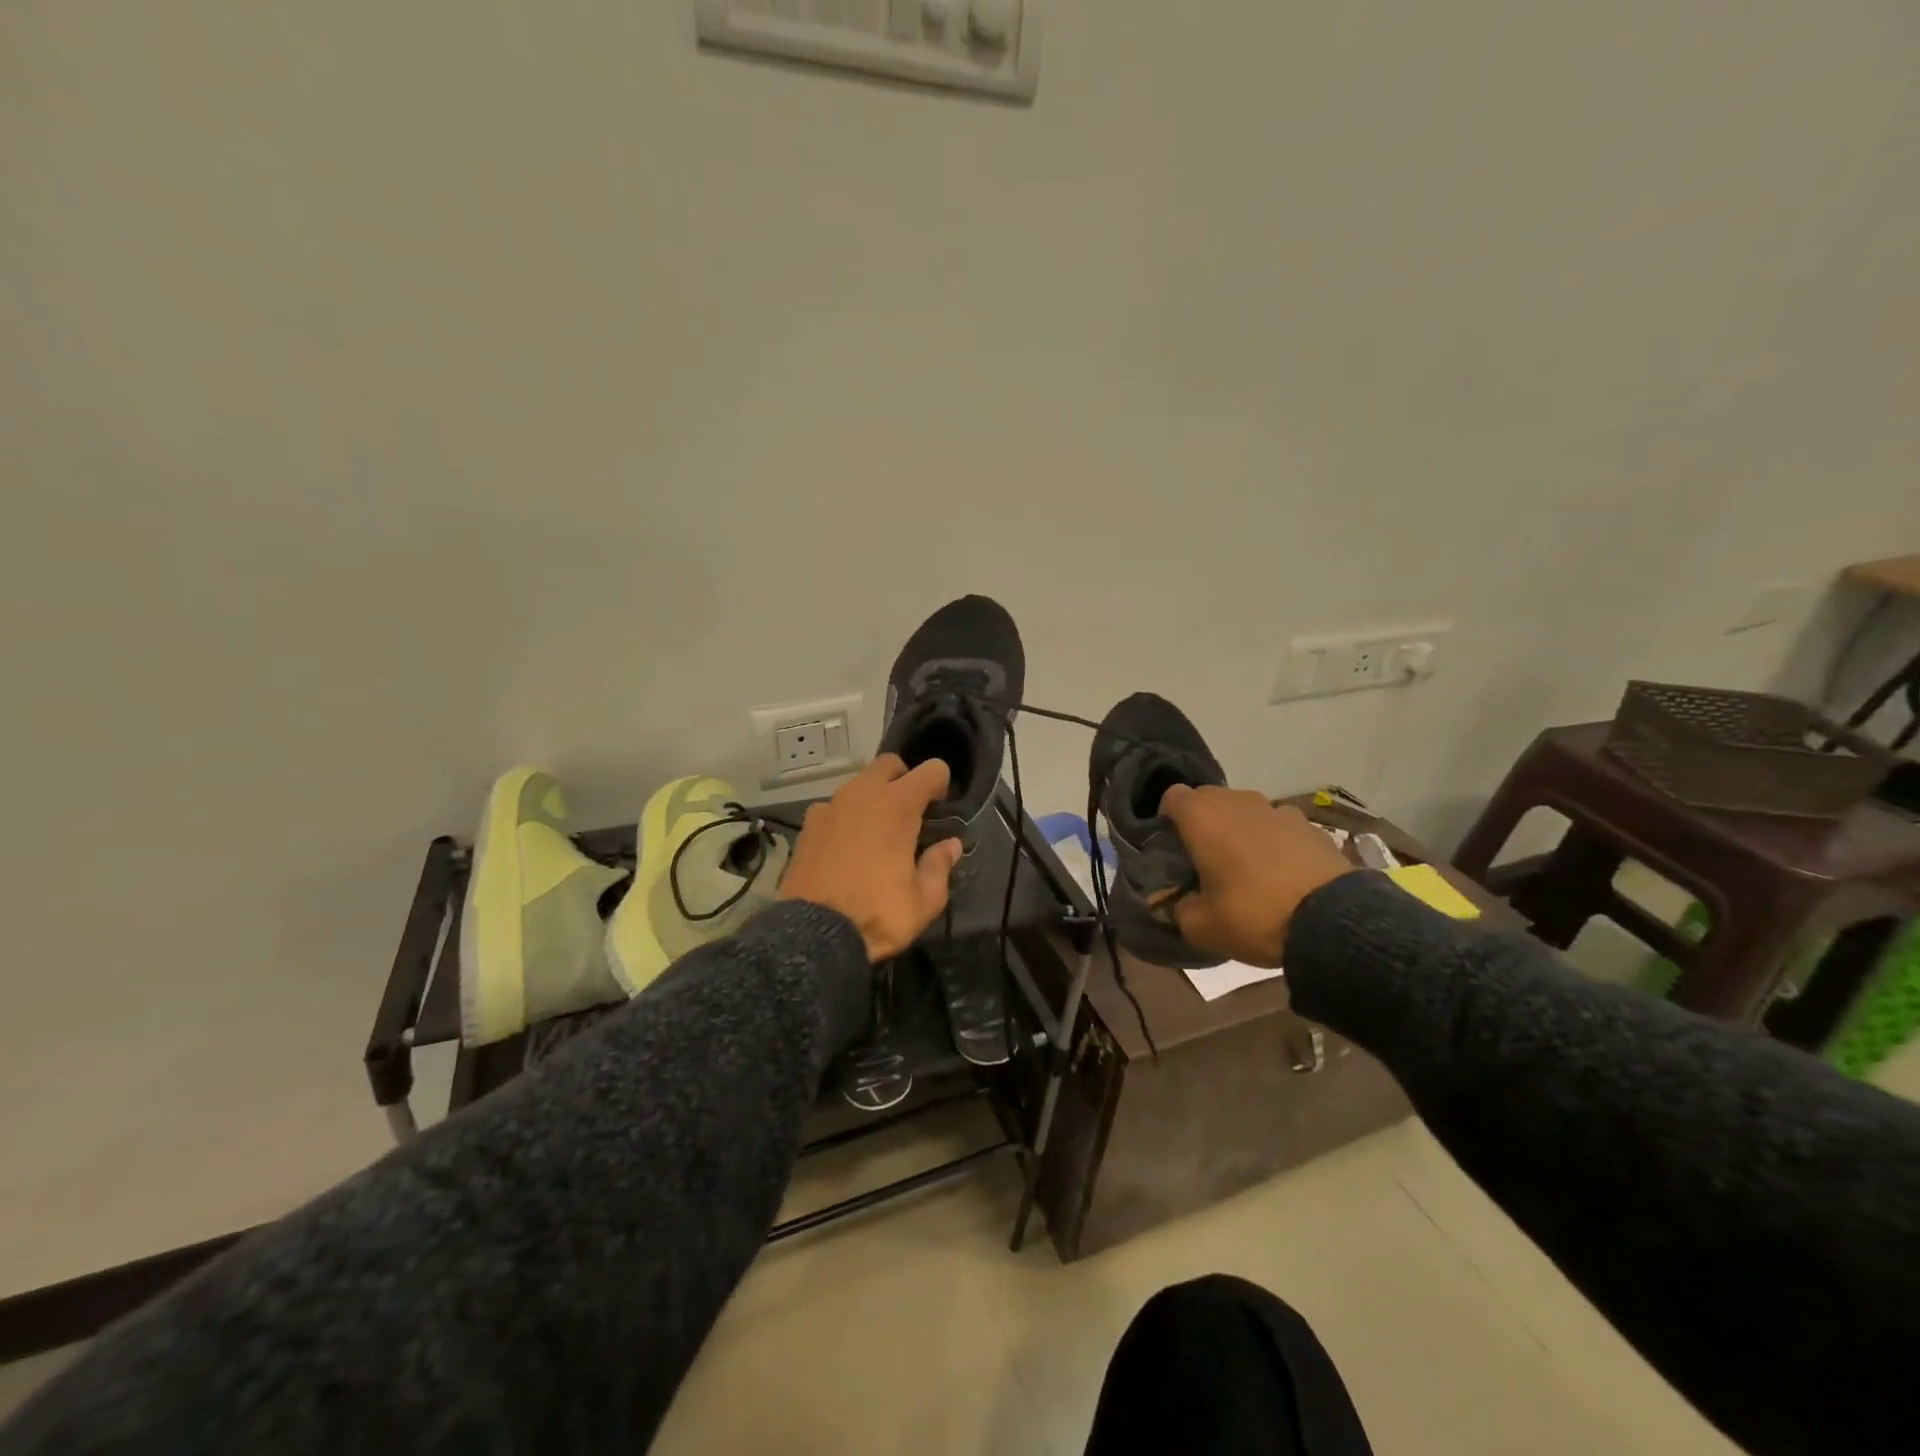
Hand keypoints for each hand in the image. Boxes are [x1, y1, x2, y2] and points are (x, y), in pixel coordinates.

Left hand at [779, 754, 963, 961]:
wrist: (813, 935)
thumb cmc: (877, 914)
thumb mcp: (924, 901)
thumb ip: (940, 866)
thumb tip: (950, 845)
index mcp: (897, 806)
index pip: (931, 770)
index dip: (940, 784)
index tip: (940, 807)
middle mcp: (862, 794)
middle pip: (889, 764)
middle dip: (904, 779)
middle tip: (910, 812)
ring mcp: (830, 806)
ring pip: (858, 784)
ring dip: (873, 797)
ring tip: (877, 832)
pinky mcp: (808, 825)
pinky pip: (833, 808)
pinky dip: (845, 817)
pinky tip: (846, 846)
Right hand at [1159, 787, 1354, 967]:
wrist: (1333, 921)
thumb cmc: (1254, 915)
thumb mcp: (1202, 927)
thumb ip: (1179, 909)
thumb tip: (1177, 902)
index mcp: (1203, 818)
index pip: (1172, 796)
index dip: (1167, 818)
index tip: (1171, 845)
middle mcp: (1237, 802)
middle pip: (1208, 798)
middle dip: (1202, 821)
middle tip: (1204, 857)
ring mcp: (1276, 809)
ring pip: (1244, 809)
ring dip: (1238, 828)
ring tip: (1245, 865)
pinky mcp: (1309, 825)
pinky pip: (1277, 825)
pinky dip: (1272, 839)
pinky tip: (1281, 871)